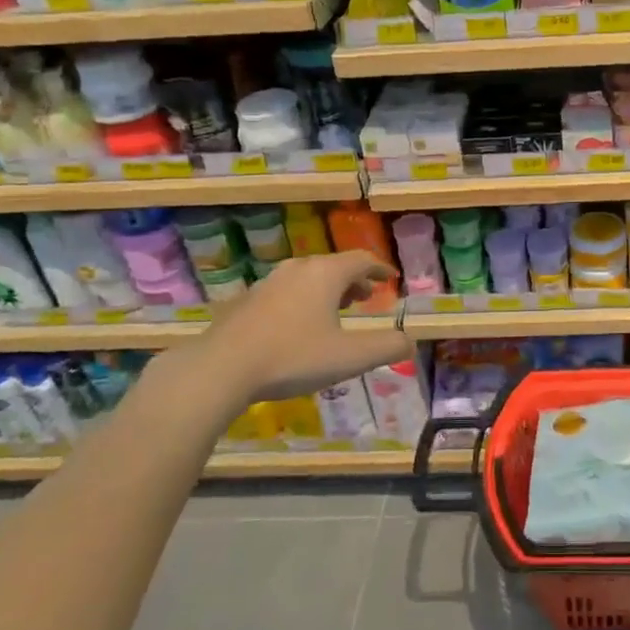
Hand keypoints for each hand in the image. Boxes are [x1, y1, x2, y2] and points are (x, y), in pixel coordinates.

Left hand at [152, 252, 412, 420]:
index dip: (380, 268)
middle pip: (333, 266)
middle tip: (365, 296)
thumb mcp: (350, 357)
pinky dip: (301, 301)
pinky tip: (296, 327)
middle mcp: (298, 269)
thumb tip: (410, 341)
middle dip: (353, 280)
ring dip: (326, 290)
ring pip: (306, 278)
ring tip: (334, 311)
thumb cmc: (293, 357)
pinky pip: (284, 293)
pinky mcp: (245, 302)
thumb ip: (386, 348)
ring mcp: (267, 283)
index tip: (391, 277)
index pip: (362, 260)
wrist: (220, 369)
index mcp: (326, 274)